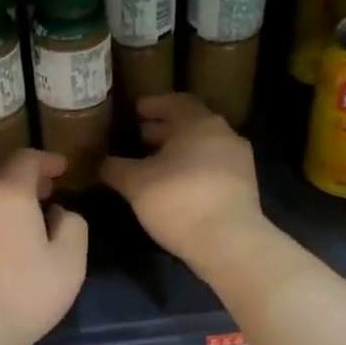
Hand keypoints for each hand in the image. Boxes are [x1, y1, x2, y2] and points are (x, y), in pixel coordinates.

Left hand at [0, 149, 87, 344]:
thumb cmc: (24, 293)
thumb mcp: (69, 262)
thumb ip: (73, 227)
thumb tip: (60, 213)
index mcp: (8, 194)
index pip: (26, 160)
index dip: (47, 160)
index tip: (62, 169)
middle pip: (2, 179)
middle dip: (27, 183)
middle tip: (48, 195)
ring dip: (7, 209)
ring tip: (27, 227)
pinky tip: (2, 254)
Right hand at [101, 95, 263, 265]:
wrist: (228, 242)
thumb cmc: (178, 200)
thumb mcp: (135, 184)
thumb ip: (116, 168)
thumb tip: (102, 162)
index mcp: (199, 124)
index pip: (176, 102)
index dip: (155, 104)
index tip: (136, 110)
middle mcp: (223, 135)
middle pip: (191, 125)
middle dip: (164, 129)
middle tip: (139, 136)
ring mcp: (238, 162)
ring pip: (202, 147)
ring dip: (178, 151)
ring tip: (152, 163)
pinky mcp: (243, 187)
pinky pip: (211, 168)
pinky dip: (191, 169)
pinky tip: (172, 185)